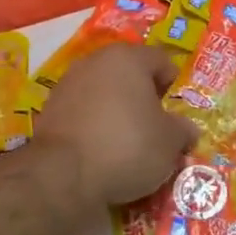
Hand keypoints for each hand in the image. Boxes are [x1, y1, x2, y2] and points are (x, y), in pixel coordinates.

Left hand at [31, 44, 197, 215]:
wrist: (63, 176)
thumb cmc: (128, 146)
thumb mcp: (170, 142)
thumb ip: (182, 130)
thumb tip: (186, 130)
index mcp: (127, 58)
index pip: (161, 61)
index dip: (174, 85)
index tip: (178, 112)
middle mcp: (94, 63)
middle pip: (129, 75)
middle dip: (144, 98)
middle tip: (157, 127)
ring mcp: (67, 86)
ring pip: (104, 95)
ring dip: (118, 113)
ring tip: (130, 144)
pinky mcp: (49, 113)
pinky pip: (84, 115)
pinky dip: (95, 128)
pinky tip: (104, 152)